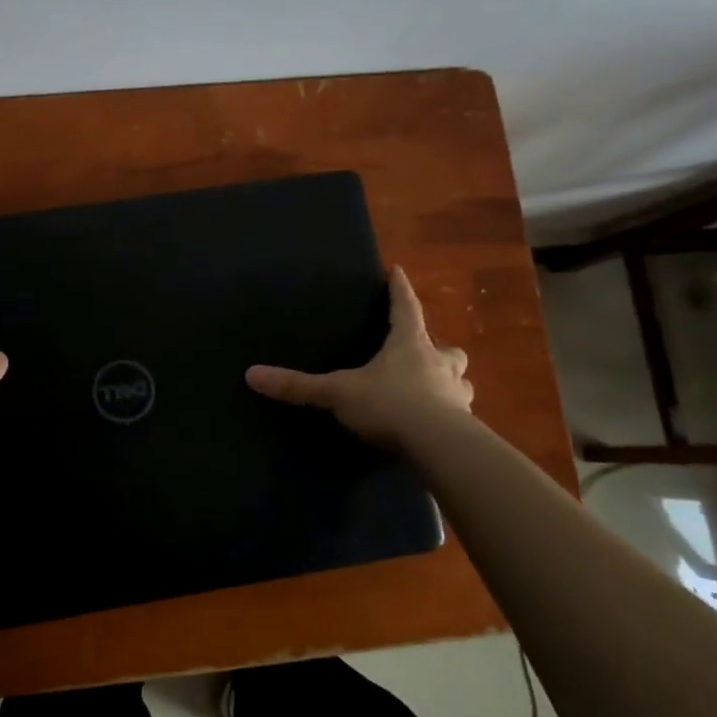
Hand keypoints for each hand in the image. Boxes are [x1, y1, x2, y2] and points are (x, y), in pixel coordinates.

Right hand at [245, 266, 471, 450]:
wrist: (437, 445)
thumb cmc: (389, 404)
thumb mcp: (338, 392)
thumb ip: (299, 385)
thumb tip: (251, 374)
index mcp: (409, 345)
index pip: (405, 308)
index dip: (399, 290)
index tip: (398, 271)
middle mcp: (439, 364)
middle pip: (446, 348)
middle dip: (438, 349)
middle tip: (426, 353)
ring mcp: (456, 394)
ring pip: (460, 381)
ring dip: (450, 382)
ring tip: (435, 391)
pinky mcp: (465, 425)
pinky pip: (460, 415)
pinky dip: (452, 416)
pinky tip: (439, 427)